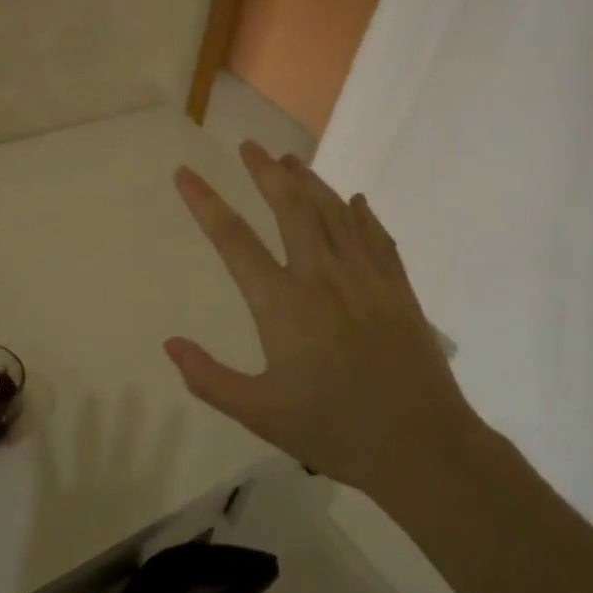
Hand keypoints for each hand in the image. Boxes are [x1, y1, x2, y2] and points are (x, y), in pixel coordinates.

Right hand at [164, 141, 474, 493]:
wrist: (422, 447)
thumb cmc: (334, 431)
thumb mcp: (259, 414)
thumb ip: (209, 378)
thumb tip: (169, 344)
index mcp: (283, 305)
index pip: (234, 240)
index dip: (205, 203)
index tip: (185, 173)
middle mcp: (323, 277)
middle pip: (290, 208)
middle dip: (265, 172)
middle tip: (248, 145)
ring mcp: (366, 279)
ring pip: (334, 214)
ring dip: (310, 182)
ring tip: (290, 159)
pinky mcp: (398, 290)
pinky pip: (377, 237)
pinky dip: (362, 214)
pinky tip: (354, 200)